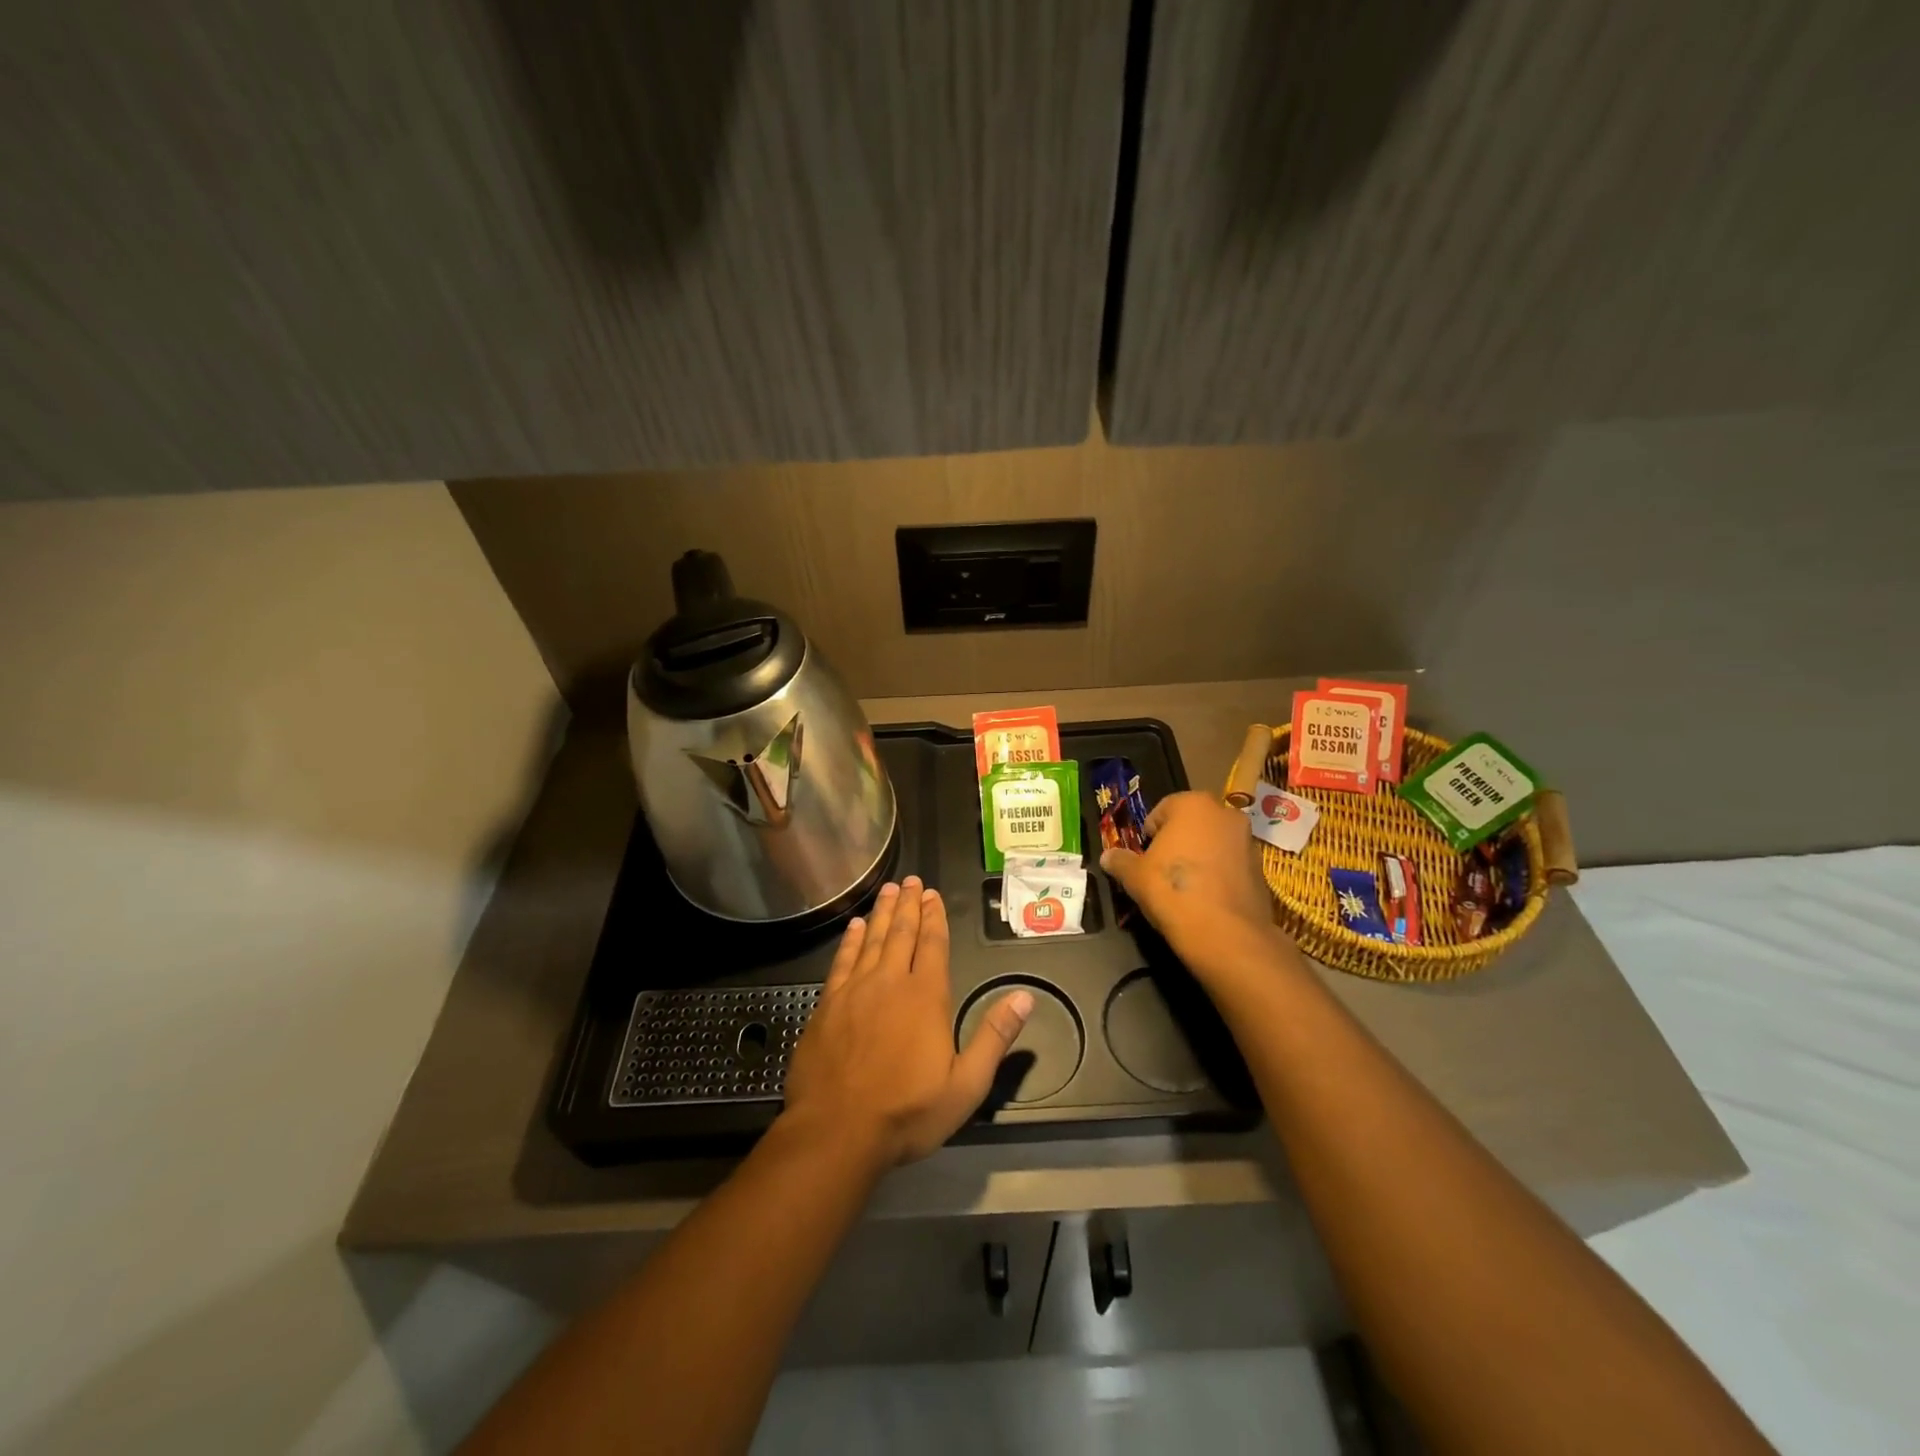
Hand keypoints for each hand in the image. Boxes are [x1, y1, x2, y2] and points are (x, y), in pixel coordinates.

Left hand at [781, 877, 1034, 1168]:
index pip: (933, 944)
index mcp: (925, 996)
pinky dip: (850, 940)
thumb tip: (1025, 997)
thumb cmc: (907, 1112)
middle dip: (909, 905)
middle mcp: (890, 982)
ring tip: (888, 890)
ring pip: (871, 939)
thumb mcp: (966, 1084)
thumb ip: (994, 1037)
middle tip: (911, 880)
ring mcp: (855, 990)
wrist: (837, 1131)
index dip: (934, 917)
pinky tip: (855, 926)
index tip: (933, 894)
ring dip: (882, 913)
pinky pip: (842, 960)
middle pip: (901, 933)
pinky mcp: (828, 1004)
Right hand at [1100, 792, 1293, 985]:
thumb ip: (1120, 861)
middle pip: (1192, 824)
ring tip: (1184, 888)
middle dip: (1177, 842)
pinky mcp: (1261, 869)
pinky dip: (1218, 876)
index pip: (1162, 810)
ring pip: (1214, 844)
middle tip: (1161, 869)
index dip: (1149, 834)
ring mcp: (1248, 841)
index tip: (1143, 857)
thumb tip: (1107, 856)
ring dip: (1200, 858)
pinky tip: (1206, 899)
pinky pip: (1231, 866)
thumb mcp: (1135, 876)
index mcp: (1193, 804)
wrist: (1225, 934)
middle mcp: (1225, 814)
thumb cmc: (1172, 890)